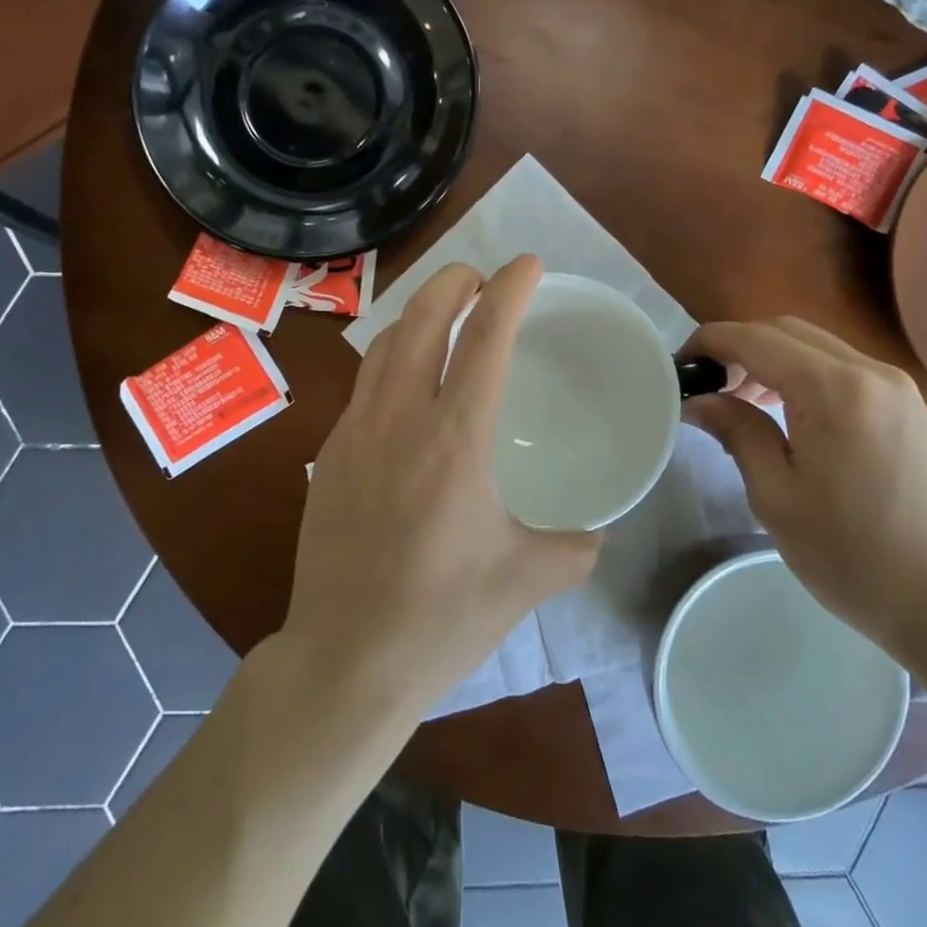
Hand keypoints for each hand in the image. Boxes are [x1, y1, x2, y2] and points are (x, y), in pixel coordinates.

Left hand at [283, 256, 601, 718]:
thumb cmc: (440, 618)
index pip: (485, 338)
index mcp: (454, 438)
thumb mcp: (524, 581)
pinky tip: (408, 385)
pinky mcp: (329, 454)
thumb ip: (572, 548)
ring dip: (417, 315)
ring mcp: (355, 432)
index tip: (528, 265)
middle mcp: (400, 418)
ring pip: (384, 345)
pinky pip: (364, 383)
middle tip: (480, 278)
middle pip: (421, 318)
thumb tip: (597, 533)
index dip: (509, 290)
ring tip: (444, 315)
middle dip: (453, 282)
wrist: (344, 661)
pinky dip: (392, 359)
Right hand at [681, 317, 926, 668]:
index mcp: (834, 391)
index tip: (679, 365)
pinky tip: (787, 412)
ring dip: (770, 358)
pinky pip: (841, 367)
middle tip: (708, 386)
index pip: (755, 339)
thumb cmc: (854, 558)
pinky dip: (803, 373)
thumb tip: (699, 401)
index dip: (709, 342)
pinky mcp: (908, 405)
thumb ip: (737, 432)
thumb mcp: (777, 497)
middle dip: (738, 347)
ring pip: (814, 344)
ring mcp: (895, 386)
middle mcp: (869, 371)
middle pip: (786, 330)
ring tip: (741, 401)